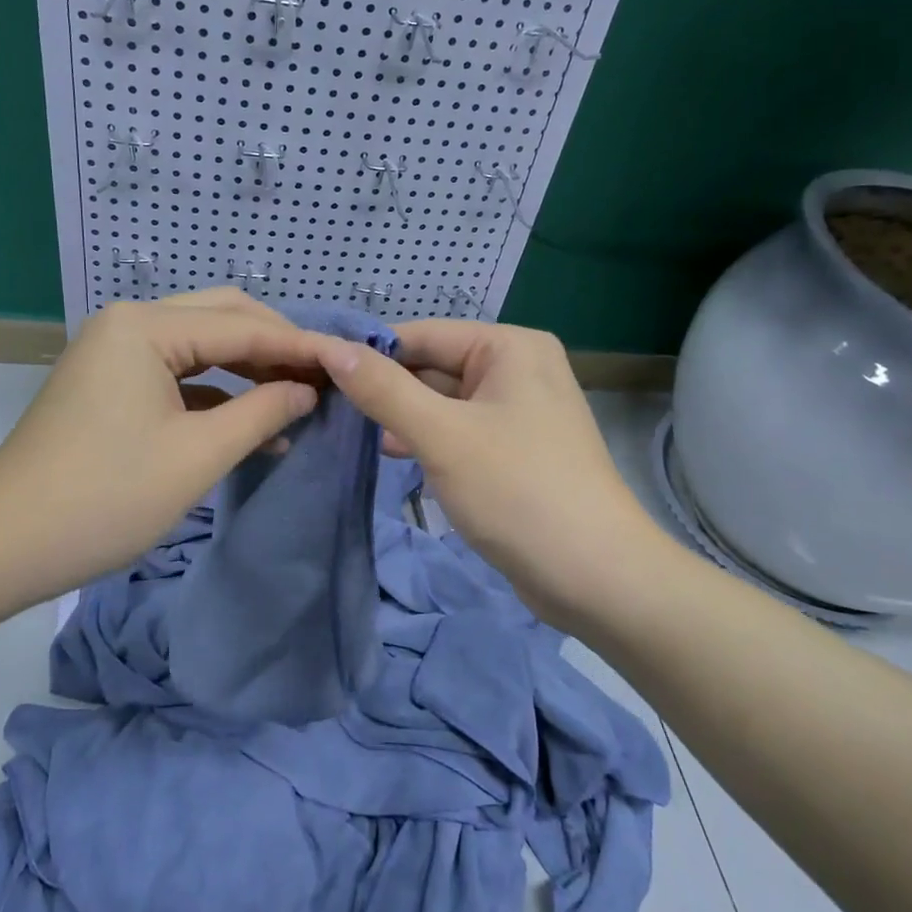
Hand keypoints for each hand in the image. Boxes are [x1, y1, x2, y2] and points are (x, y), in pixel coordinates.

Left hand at [0, 290, 321, 605]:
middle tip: (326, 378)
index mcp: (146, 326)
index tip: (353, 363)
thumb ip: (263, 411)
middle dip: (277, 347)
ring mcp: (117, 352)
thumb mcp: (198, 455)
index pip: (244, 326)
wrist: (2, 546)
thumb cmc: (105, 497)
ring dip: (251, 370)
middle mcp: (130, 323)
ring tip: (300, 400)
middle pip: (223, 319)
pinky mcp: (113, 384)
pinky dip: (219, 393)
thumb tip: (309, 390)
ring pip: (203, 346)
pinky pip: (180, 374)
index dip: (302, 347)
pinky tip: (254, 423)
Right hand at [310, 320, 663, 628]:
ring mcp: (519, 412)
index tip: (316, 375)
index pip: (423, 335)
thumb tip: (332, 348)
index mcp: (510, 347)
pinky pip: (460, 432)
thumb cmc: (517, 491)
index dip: (370, 353)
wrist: (595, 576)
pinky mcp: (516, 451)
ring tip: (354, 435)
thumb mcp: (441, 435)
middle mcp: (518, 369)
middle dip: (387, 389)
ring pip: (444, 402)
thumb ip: (384, 389)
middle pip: (434, 367)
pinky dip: (428, 440)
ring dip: (403, 418)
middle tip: (328, 410)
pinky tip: (395, 456)